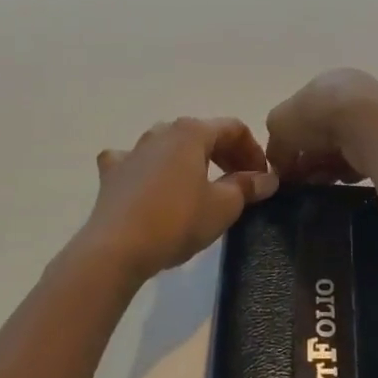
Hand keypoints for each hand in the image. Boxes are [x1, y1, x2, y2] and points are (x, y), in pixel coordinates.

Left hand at [82, 118, 278, 280]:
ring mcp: (132, 151)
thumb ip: (247, 187)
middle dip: (226, 155)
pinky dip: (148, 169)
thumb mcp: (223, 206)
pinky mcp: (112, 174)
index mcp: (191, 132)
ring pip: (169, 146)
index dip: (254, 151)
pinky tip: (150, 185)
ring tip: (202, 186)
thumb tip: (266, 178)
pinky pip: (135, 163)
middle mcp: (160, 132)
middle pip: (202, 134)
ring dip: (191, 161)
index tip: (263, 178)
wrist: (116, 249)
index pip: (234, 129)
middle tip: (241, 184)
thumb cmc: (177, 221)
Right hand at [265, 69, 377, 183]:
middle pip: (324, 133)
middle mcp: (354, 93)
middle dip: (309, 158)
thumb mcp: (279, 125)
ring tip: (320, 182)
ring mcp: (376, 116)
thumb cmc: (320, 116)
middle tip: (301, 179)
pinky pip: (364, 160)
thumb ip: (275, 144)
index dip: (291, 139)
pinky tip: (345, 178)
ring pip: (343, 148)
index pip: (303, 112)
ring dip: (328, 167)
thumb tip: (280, 165)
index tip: (285, 164)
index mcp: (327, 82)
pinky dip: (351, 171)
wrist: (372, 127)